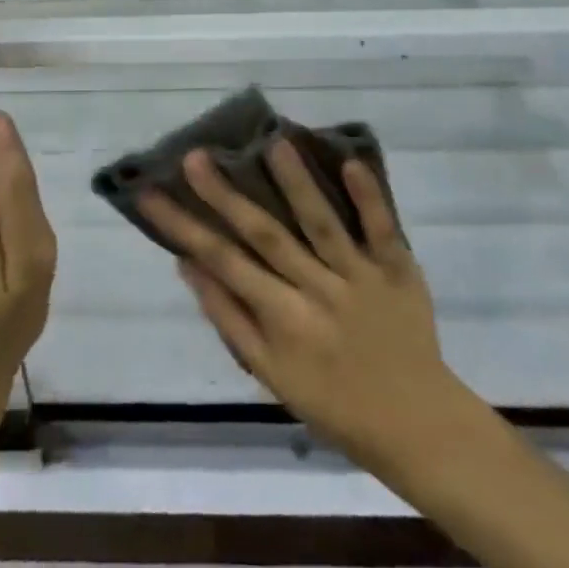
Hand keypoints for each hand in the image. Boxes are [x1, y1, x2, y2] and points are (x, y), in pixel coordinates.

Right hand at [139, 139, 467, 471]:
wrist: (417, 425)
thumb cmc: (335, 402)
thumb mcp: (271, 376)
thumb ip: (230, 319)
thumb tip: (189, 266)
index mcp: (281, 321)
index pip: (222, 263)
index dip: (183, 227)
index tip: (150, 191)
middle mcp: (315, 293)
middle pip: (263, 235)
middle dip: (225, 194)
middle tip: (194, 155)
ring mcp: (358, 277)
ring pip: (321, 223)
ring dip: (296, 183)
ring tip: (272, 142)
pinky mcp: (397, 269)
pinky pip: (382, 229)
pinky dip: (368, 197)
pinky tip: (351, 161)